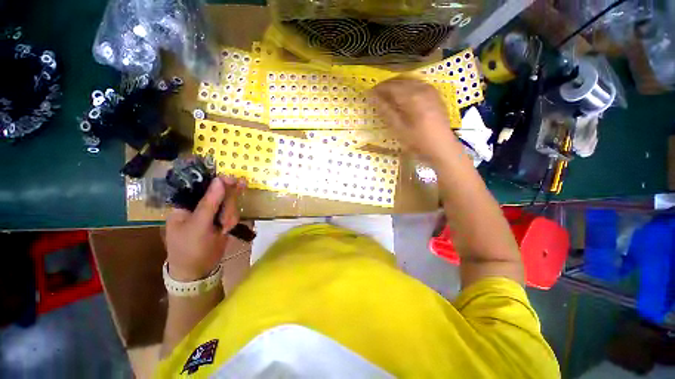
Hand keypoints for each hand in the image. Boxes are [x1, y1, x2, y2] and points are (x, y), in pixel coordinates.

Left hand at [165, 176, 244, 281]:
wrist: (199, 270)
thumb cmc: (190, 248)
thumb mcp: (198, 225)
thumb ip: (210, 203)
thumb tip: (220, 180)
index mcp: (186, 203)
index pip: (202, 185)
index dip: (217, 181)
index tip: (233, 180)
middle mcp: (199, 205)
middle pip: (220, 193)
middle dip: (227, 204)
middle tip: (226, 217)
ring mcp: (212, 212)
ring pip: (229, 202)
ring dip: (230, 214)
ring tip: (224, 228)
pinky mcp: (222, 219)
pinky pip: (232, 212)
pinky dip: (232, 220)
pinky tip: (227, 229)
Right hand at [370, 77, 458, 164]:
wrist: (442, 147)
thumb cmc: (418, 141)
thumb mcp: (399, 129)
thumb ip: (386, 112)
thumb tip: (375, 99)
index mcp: (412, 97)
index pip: (391, 87)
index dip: (379, 89)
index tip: (370, 93)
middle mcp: (422, 89)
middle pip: (401, 81)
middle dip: (387, 86)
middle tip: (377, 94)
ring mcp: (431, 90)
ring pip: (410, 81)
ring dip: (397, 85)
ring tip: (388, 94)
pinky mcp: (436, 95)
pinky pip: (418, 84)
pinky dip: (408, 86)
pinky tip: (404, 95)